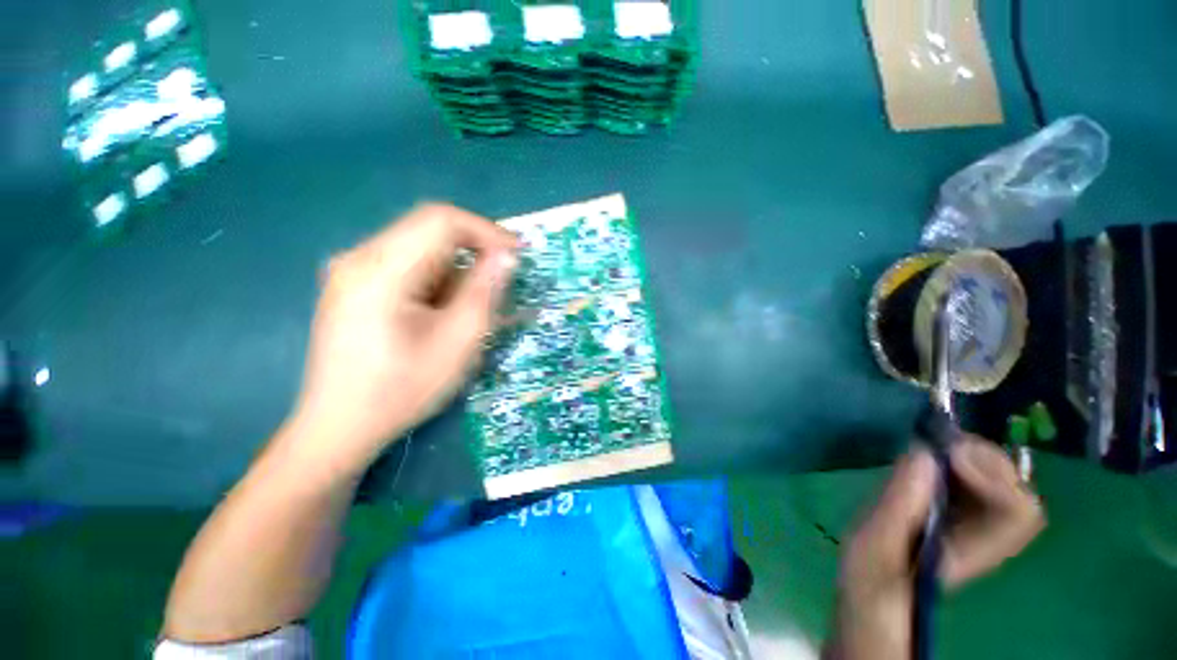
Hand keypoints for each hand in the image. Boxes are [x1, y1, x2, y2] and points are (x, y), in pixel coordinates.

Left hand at [287, 203, 518, 476]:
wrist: (338, 427)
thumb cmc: (402, 390)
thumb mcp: (458, 343)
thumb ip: (484, 293)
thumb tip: (506, 257)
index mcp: (380, 270)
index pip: (441, 220)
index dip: (486, 231)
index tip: (516, 254)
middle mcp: (358, 258)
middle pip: (428, 229)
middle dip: (474, 248)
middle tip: (502, 278)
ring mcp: (350, 270)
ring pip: (419, 246)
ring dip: (456, 266)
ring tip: (474, 302)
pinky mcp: (352, 284)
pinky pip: (405, 263)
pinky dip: (436, 277)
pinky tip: (444, 307)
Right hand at [828, 437, 1044, 659]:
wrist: (873, 589)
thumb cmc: (871, 574)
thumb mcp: (874, 543)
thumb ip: (899, 505)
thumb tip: (924, 454)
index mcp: (973, 551)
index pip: (1019, 514)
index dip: (995, 478)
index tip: (948, 457)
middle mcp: (988, 535)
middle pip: (1019, 491)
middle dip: (984, 459)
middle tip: (938, 444)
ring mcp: (978, 523)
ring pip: (1004, 482)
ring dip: (974, 456)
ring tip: (934, 445)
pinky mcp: (961, 511)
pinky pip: (980, 479)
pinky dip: (961, 459)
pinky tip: (932, 456)